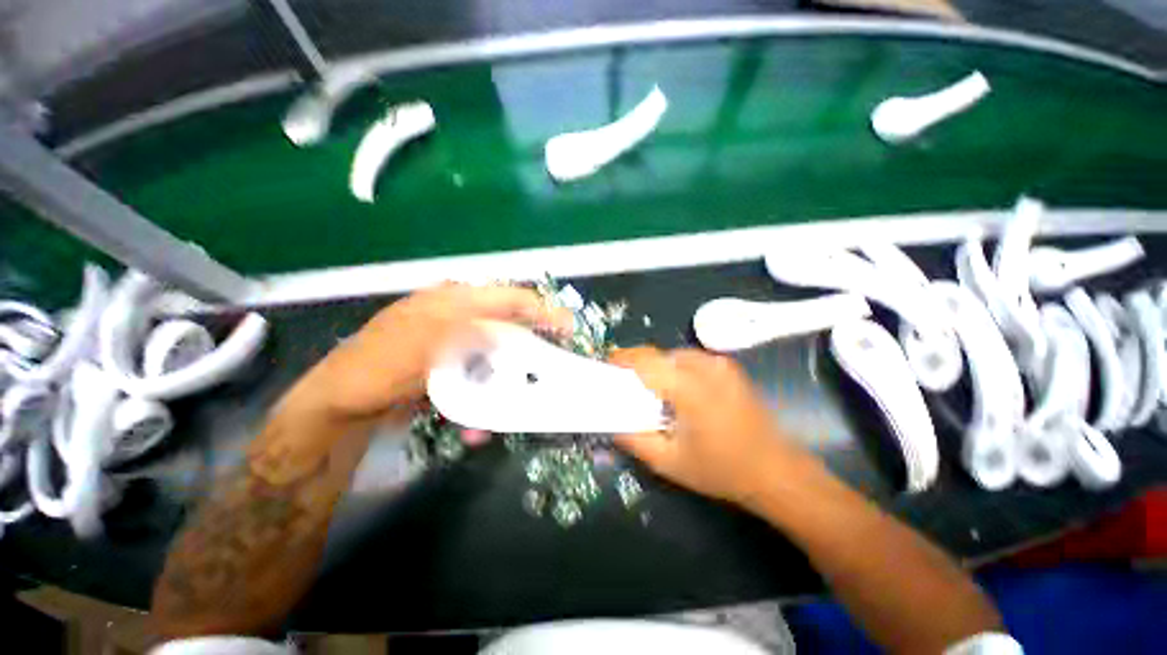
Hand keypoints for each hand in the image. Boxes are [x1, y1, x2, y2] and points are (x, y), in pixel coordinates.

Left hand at [286, 283, 572, 423]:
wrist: (339, 406)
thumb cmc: (381, 366)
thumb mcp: (432, 343)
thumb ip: (477, 332)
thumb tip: (520, 330)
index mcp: (454, 300)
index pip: (508, 297)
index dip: (540, 309)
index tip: (566, 327)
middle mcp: (458, 318)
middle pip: (506, 329)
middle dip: (526, 352)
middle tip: (546, 370)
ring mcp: (453, 345)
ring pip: (494, 358)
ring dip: (503, 383)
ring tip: (508, 408)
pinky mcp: (449, 368)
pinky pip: (478, 379)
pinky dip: (483, 398)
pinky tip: (477, 425)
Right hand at [609, 347, 815, 506]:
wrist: (776, 470)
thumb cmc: (721, 469)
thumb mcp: (669, 462)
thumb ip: (634, 439)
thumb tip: (612, 421)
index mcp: (690, 388)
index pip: (647, 361)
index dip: (623, 358)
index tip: (607, 364)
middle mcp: (706, 367)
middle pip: (659, 354)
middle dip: (638, 365)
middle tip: (626, 385)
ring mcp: (720, 364)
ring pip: (674, 355)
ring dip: (658, 367)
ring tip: (651, 390)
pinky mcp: (728, 367)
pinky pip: (691, 359)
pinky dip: (676, 368)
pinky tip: (678, 391)